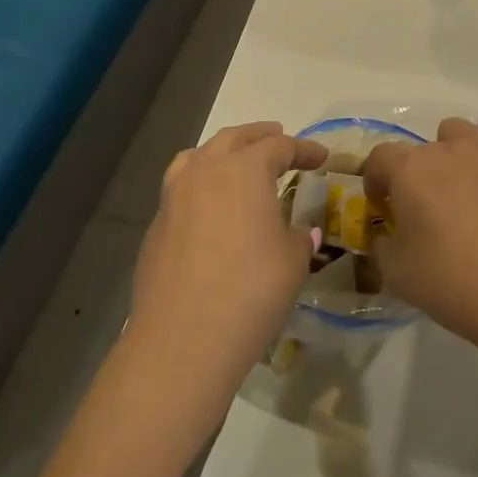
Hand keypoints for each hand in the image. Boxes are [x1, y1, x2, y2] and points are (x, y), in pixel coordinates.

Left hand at [130, 122, 327, 405]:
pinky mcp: (156, 226)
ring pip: (199, 156)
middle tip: (280, 137)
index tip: (321, 157)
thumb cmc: (250, 291)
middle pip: (234, 138)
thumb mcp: (291, 262)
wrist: (181, 340)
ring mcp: (174, 196)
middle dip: (260, 136)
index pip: (279, 147)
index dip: (304, 150)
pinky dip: (202, 183)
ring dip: (224, 151)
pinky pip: (182, 187)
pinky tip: (211, 206)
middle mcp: (205, 171)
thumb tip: (301, 231)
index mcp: (244, 170)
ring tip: (238, 160)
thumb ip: (298, 238)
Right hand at [363, 106, 477, 355]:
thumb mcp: (396, 275)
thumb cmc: (454, 284)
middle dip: (417, 176)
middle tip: (429, 211)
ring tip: (464, 188)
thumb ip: (381, 245)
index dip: (377, 181)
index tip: (385, 207)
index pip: (379, 157)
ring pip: (457, 131)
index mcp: (409, 171)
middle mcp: (444, 148)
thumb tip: (384, 232)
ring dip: (452, 153)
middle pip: (420, 149)